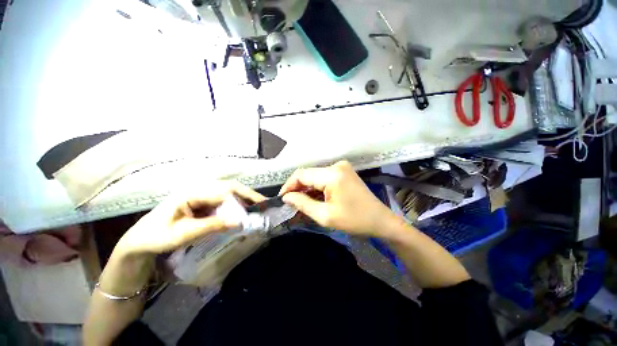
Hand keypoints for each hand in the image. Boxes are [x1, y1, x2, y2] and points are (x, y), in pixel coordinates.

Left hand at [115, 181, 265, 256]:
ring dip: (244, 199)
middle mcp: (199, 189)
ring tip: (258, 207)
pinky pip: (224, 201)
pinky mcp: (202, 202)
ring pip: (229, 193)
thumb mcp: (183, 234)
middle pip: (230, 187)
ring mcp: (201, 195)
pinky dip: (236, 205)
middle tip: (264, 204)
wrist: (139, 243)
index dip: (244, 197)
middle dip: (248, 195)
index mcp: (192, 192)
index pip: (225, 191)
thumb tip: (240, 221)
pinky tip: (243, 211)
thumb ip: (212, 225)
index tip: (259, 206)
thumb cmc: (156, 237)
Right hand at [280, 161, 395, 236]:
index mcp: (332, 174)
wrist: (381, 221)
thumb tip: (286, 197)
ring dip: (307, 189)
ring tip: (300, 203)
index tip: (282, 199)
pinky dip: (317, 188)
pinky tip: (313, 198)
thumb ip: (303, 203)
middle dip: (298, 188)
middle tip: (290, 203)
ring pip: (316, 176)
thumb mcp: (325, 216)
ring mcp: (342, 167)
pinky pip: (324, 178)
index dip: (289, 185)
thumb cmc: (354, 221)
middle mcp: (336, 165)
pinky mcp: (344, 172)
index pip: (302, 174)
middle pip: (309, 174)